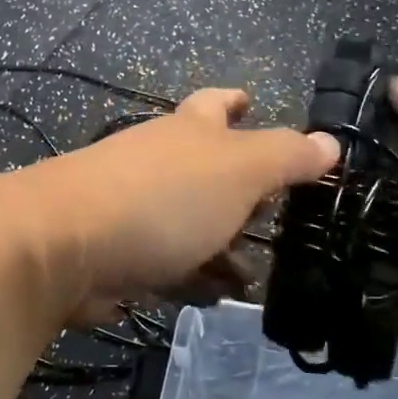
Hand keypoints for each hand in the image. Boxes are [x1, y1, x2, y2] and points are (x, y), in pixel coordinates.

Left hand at [38, 89, 339, 326]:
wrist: (66, 244)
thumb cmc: (164, 196)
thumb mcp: (240, 170)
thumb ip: (286, 156)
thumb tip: (331, 141)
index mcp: (189, 131)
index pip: (215, 105)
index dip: (236, 101)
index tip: (250, 101)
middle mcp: (159, 161)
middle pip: (205, 169)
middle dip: (240, 190)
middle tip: (276, 212)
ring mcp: (134, 208)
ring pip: (189, 223)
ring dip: (221, 245)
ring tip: (253, 274)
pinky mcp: (117, 254)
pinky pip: (166, 264)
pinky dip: (193, 277)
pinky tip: (215, 297)